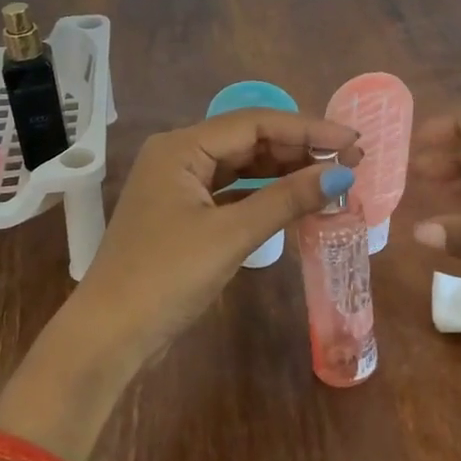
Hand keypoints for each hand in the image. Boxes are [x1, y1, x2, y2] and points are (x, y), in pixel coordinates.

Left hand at [61, 109, 362, 372]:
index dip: (307, 129)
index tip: (351, 141)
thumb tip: (342, 175)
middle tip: (350, 160)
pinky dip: (265, 195)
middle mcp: (178, 156)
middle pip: (249, 140)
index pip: (255, 123)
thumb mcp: (231, 235)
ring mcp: (180, 186)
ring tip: (332, 176)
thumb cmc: (165, 277)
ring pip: (242, 166)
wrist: (109, 337)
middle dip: (300, 148)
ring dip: (285, 170)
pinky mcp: (184, 215)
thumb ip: (286, 200)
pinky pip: (233, 192)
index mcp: (180, 147)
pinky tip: (296, 199)